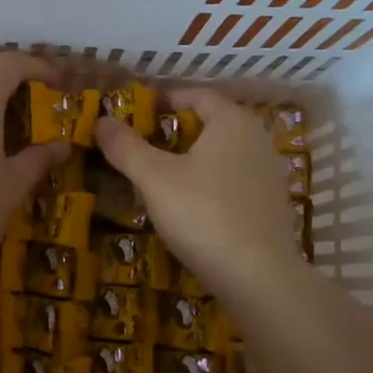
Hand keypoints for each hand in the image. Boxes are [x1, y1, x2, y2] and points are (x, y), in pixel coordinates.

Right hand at [93, 87, 302, 304]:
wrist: (258, 277)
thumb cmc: (203, 214)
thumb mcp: (154, 178)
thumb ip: (126, 147)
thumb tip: (102, 120)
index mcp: (232, 122)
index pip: (196, 94)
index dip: (165, 98)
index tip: (136, 109)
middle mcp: (256, 139)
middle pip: (211, 122)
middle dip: (175, 129)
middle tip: (141, 142)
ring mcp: (268, 173)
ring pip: (222, 153)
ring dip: (192, 157)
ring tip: (159, 173)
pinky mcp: (271, 205)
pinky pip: (233, 179)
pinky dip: (209, 181)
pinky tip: (189, 203)